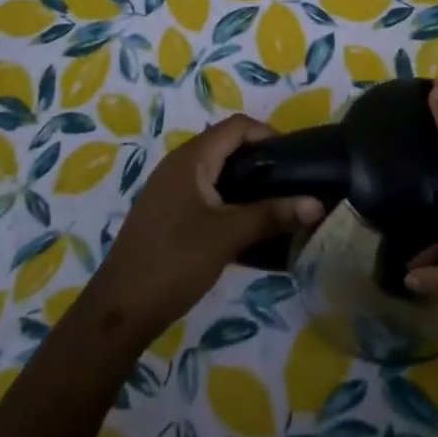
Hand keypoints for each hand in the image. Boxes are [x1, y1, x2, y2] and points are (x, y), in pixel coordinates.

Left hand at [88, 116, 323, 342]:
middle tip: (290, 181)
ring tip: (275, 203)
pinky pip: (205, 192)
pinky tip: (246, 225)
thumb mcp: (228, 235)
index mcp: (192, 158)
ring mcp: (170, 189)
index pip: (237, 127)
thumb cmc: (175, 261)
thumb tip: (317, 204)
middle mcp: (179, 164)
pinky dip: (229, 199)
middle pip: (227, 145)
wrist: (119, 310)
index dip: (268, 134)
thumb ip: (272, 215)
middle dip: (260, 158)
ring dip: (246, 181)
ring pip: (216, 171)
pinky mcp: (167, 212)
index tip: (296, 158)